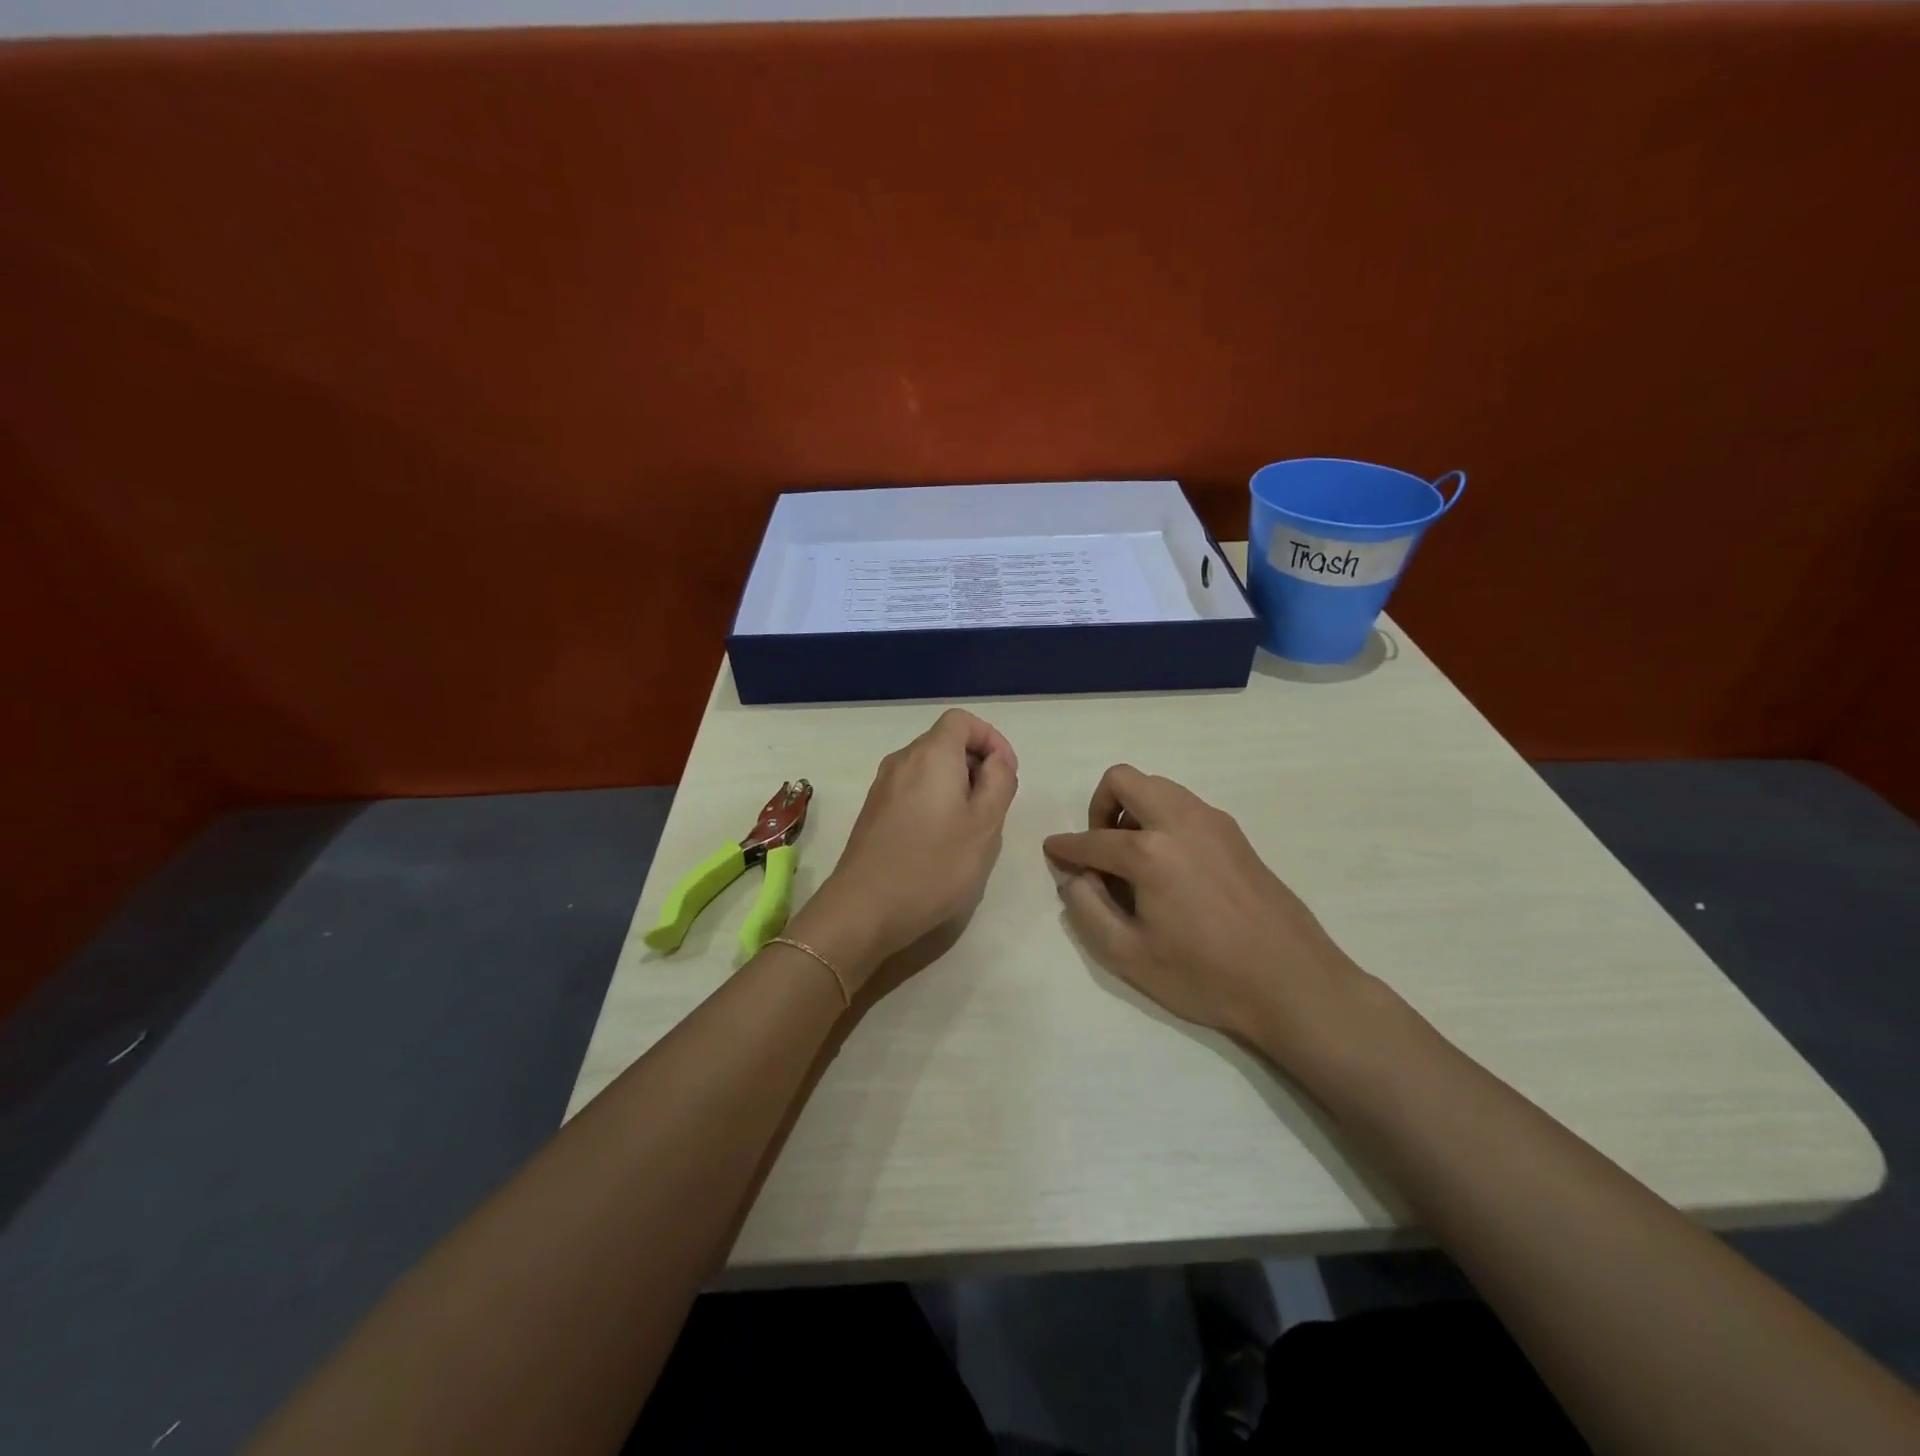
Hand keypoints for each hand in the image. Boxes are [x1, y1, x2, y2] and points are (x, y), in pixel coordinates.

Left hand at [791, 710, 1018, 993]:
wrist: (864, 908)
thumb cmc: (934, 865)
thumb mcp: (985, 824)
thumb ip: (999, 781)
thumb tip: (996, 761)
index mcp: (931, 754)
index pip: (963, 720)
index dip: (991, 739)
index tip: (1006, 775)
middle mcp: (902, 760)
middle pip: (945, 742)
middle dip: (976, 766)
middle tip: (993, 808)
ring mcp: (882, 786)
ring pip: (929, 769)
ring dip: (956, 787)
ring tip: (969, 830)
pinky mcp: (873, 811)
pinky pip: (912, 790)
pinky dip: (934, 802)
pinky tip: (940, 843)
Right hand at [1043, 765, 1378, 1066]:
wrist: (1293, 984)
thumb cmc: (1205, 976)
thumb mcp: (1128, 955)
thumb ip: (1087, 909)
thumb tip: (1076, 876)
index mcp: (1149, 852)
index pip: (1091, 839)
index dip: (1065, 848)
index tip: (1053, 853)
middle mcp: (1180, 821)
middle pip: (1124, 780)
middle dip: (1099, 807)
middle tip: (1100, 849)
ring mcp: (1213, 822)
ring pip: (1157, 786)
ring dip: (1133, 809)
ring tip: (1133, 857)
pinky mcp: (1235, 833)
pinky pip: (1184, 804)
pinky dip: (1163, 818)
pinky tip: (1170, 864)